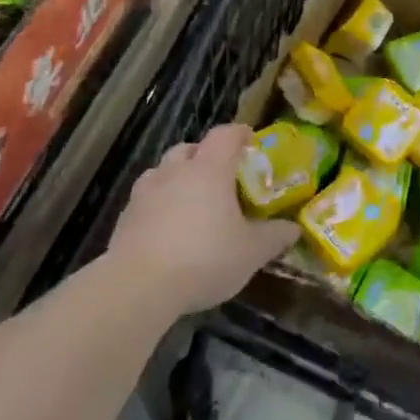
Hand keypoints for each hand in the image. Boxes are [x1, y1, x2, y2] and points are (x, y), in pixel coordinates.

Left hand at [107, 125, 299, 316]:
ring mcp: (146, 192)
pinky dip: (158, 204)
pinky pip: (145, 199)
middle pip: (189, 148)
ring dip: (176, 178)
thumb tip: (294, 229)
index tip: (249, 140)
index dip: (239, 133)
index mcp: (209, 169)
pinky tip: (166, 228)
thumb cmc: (204, 257)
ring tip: (189, 200)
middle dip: (204, 155)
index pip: (225, 135)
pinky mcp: (125, 217)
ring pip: (162, 171)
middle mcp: (176, 171)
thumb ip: (274, 237)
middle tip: (219, 174)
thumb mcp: (251, 252)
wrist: (138, 286)